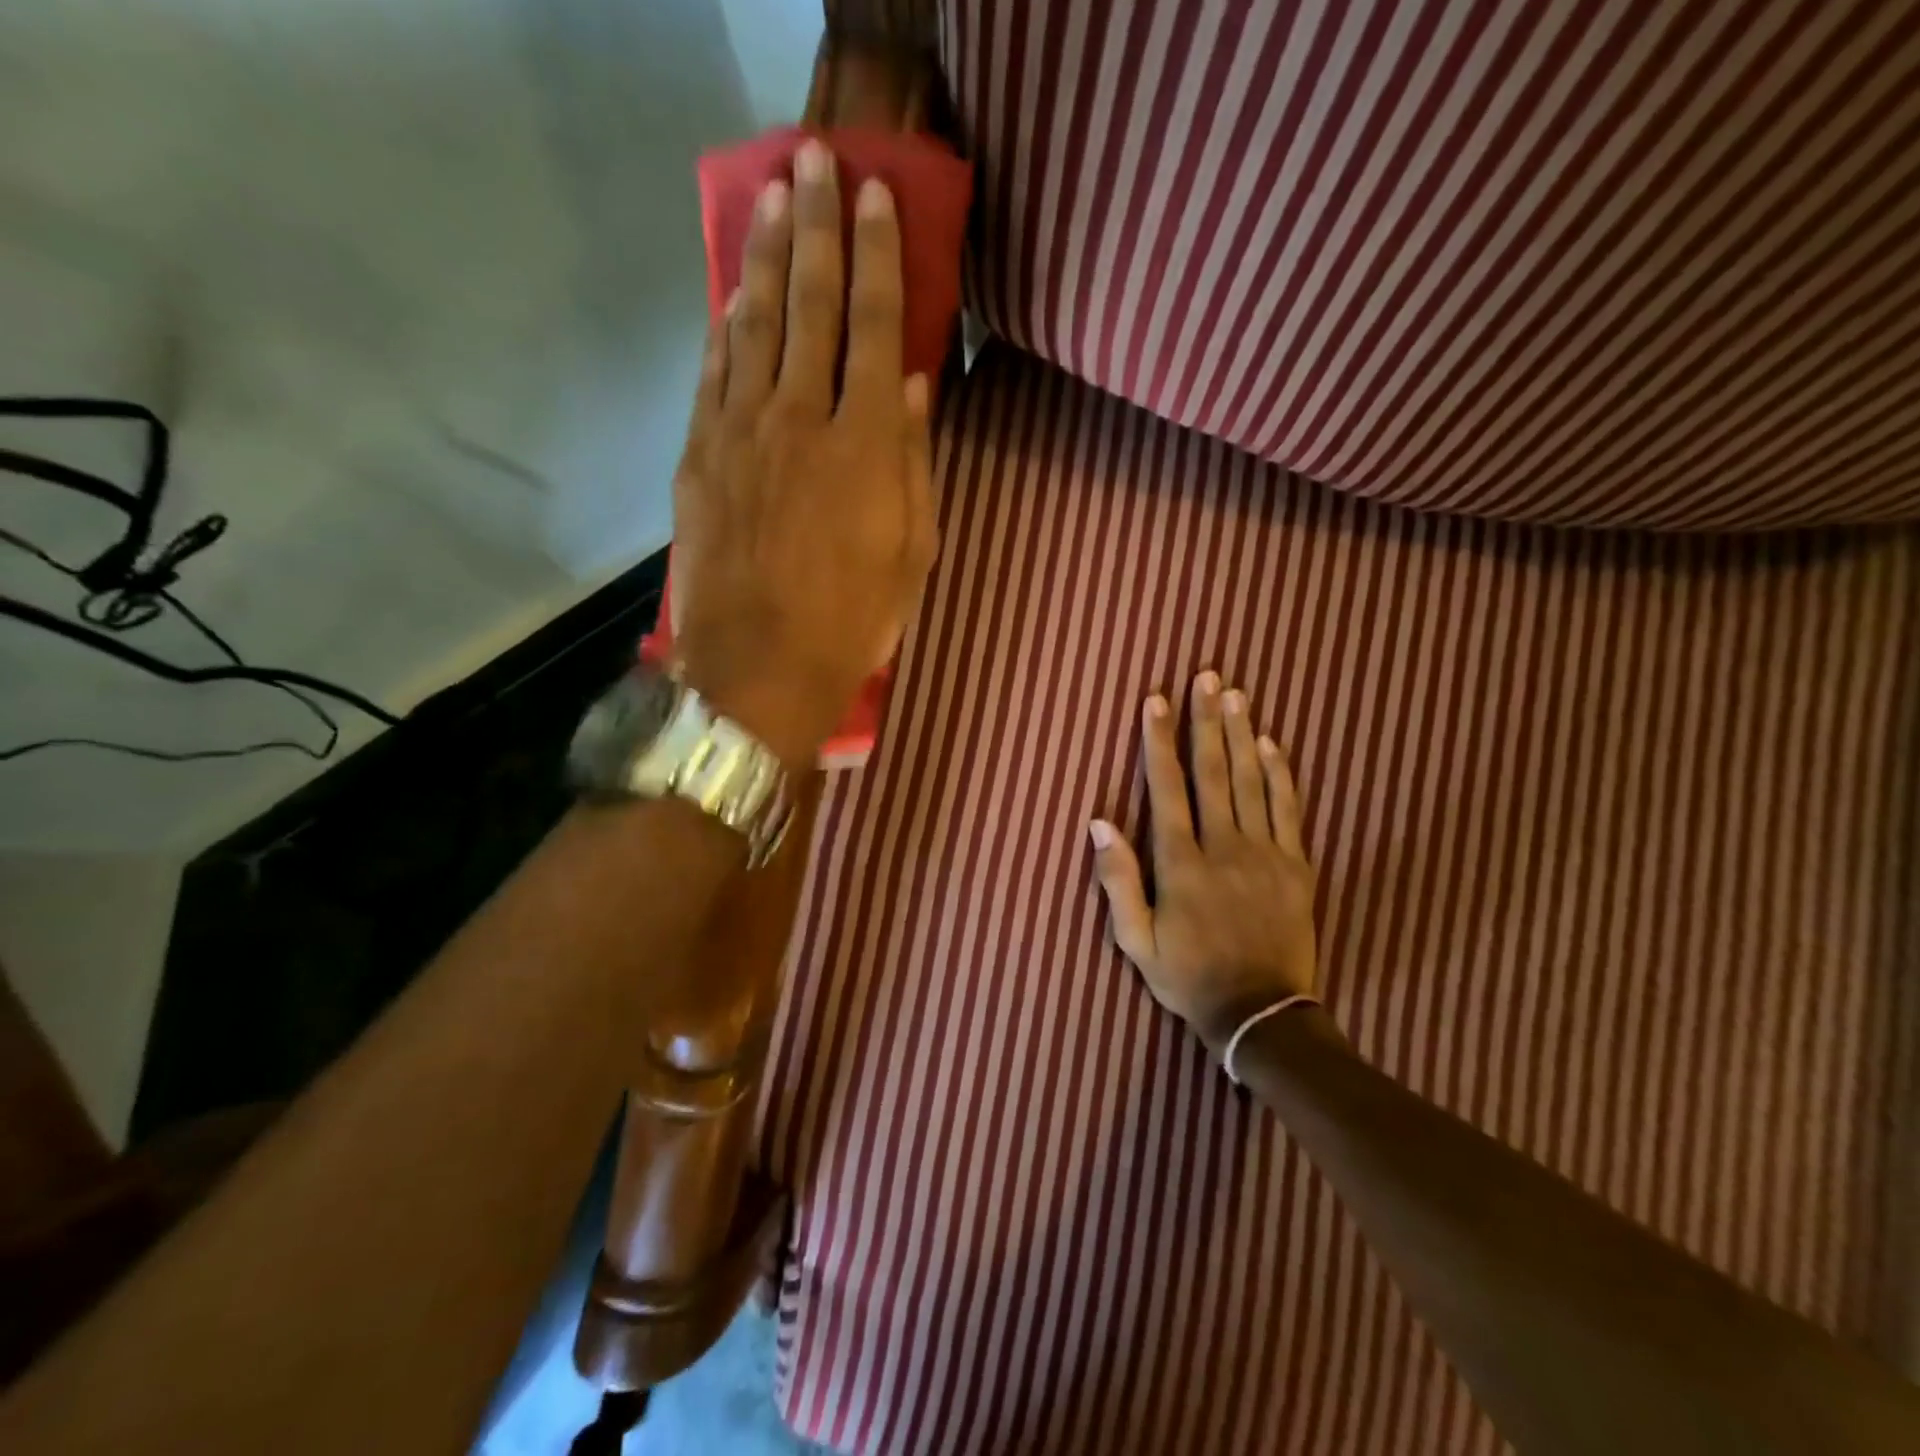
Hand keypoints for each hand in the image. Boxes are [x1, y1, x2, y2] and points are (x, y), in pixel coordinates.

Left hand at [672, 139, 938, 765]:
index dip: (878, 257)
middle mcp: (802, 418)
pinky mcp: (701, 457)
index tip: (875, 197)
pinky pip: (715, 374)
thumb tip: (918, 391)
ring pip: (756, 326)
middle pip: (812, 305)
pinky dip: (726, 327)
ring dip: (767, 257)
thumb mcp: (912, 555)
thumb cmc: (852, 622)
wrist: (759, 670)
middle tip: (817, 161)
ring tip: (774, 200)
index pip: (878, 328)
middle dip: (818, 226)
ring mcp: (742, 433)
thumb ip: (916, 466)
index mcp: (866, 445)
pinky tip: (733, 294)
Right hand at [1089, 672, 1320, 1057]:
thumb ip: (1117, 880)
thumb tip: (1098, 822)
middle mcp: (1223, 847)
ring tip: (1234, 694)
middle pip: (1212, 772)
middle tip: (1205, 676)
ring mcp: (1264, 854)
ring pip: (1250, 781)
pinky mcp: (1296, 866)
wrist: (1261, 1015)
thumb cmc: (1189, 977)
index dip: (1159, 742)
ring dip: (1240, 734)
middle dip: (1205, 721)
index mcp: (1181, 864)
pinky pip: (1288, 809)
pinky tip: (1270, 743)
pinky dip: (1279, 773)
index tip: (1155, 701)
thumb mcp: (1136, 941)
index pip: (1167, 788)